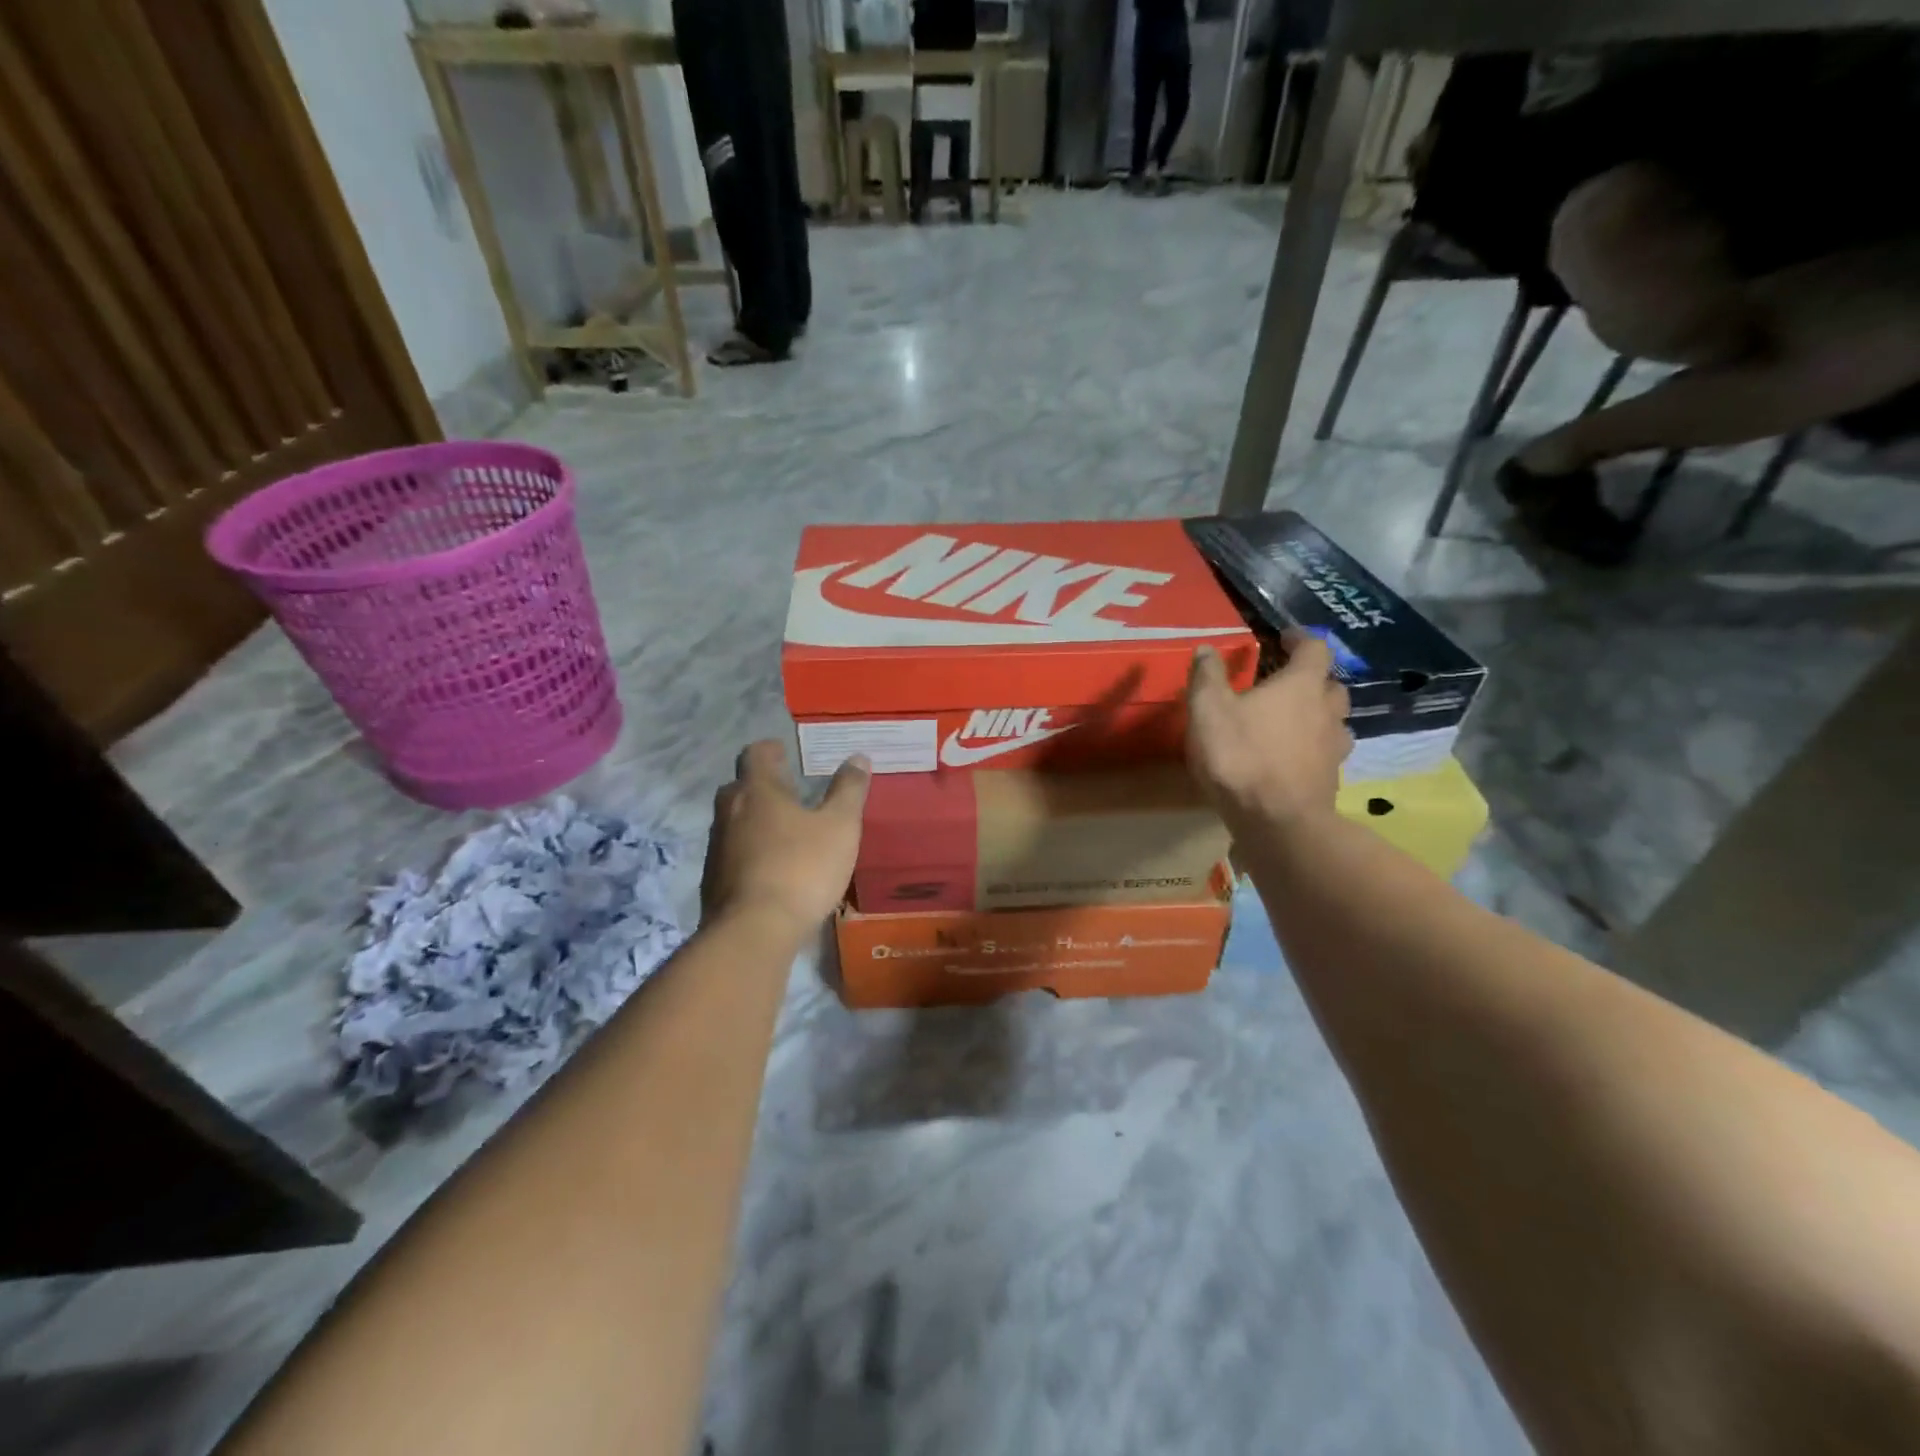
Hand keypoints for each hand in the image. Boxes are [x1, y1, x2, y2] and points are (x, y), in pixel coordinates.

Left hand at [700, 741, 869, 937]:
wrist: (754, 931)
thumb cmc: (802, 868)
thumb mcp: (840, 827)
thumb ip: (848, 790)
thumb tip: (857, 757)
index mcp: (758, 791)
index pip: (755, 755)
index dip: (770, 750)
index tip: (783, 751)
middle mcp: (730, 812)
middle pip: (740, 787)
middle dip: (761, 785)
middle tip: (788, 791)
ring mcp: (717, 848)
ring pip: (734, 822)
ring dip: (755, 820)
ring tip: (783, 831)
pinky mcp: (713, 881)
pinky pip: (732, 854)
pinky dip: (749, 852)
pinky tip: (771, 868)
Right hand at [1186, 634, 1350, 830]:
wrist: (1276, 822)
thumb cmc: (1241, 757)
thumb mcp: (1208, 711)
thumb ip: (1207, 677)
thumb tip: (1207, 649)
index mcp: (1301, 686)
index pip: (1314, 649)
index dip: (1300, 639)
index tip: (1284, 638)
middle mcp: (1327, 711)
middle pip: (1330, 685)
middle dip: (1311, 680)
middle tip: (1285, 684)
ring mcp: (1334, 747)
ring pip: (1334, 721)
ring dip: (1317, 716)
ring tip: (1291, 723)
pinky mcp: (1331, 779)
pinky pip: (1327, 753)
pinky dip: (1313, 749)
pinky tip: (1292, 759)